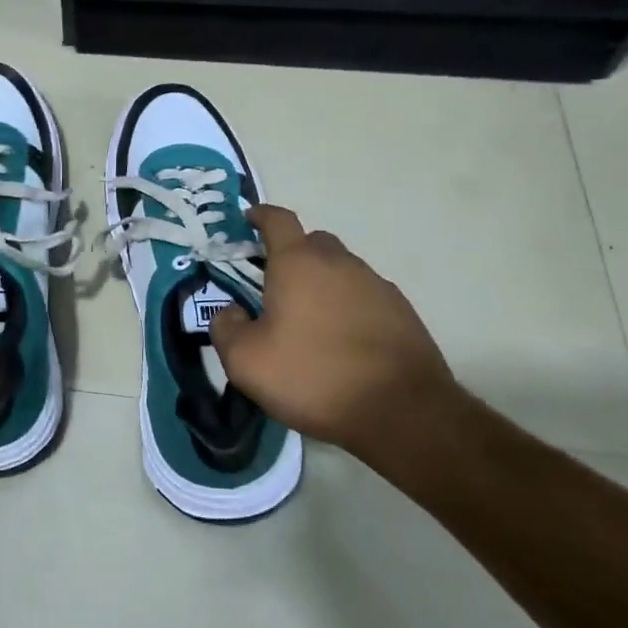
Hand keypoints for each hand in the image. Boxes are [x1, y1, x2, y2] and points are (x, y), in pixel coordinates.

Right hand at [208, 205, 464, 466]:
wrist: (401, 412)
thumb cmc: (313, 376)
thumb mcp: (246, 361)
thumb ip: (226, 328)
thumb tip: (231, 312)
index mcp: (297, 263)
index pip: (277, 220)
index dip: (261, 216)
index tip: (249, 221)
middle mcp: (339, 263)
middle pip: (312, 243)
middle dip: (292, 255)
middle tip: (275, 286)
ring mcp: (375, 285)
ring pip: (341, 270)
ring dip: (322, 284)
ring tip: (310, 322)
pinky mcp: (402, 312)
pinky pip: (365, 296)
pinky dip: (349, 307)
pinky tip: (343, 341)